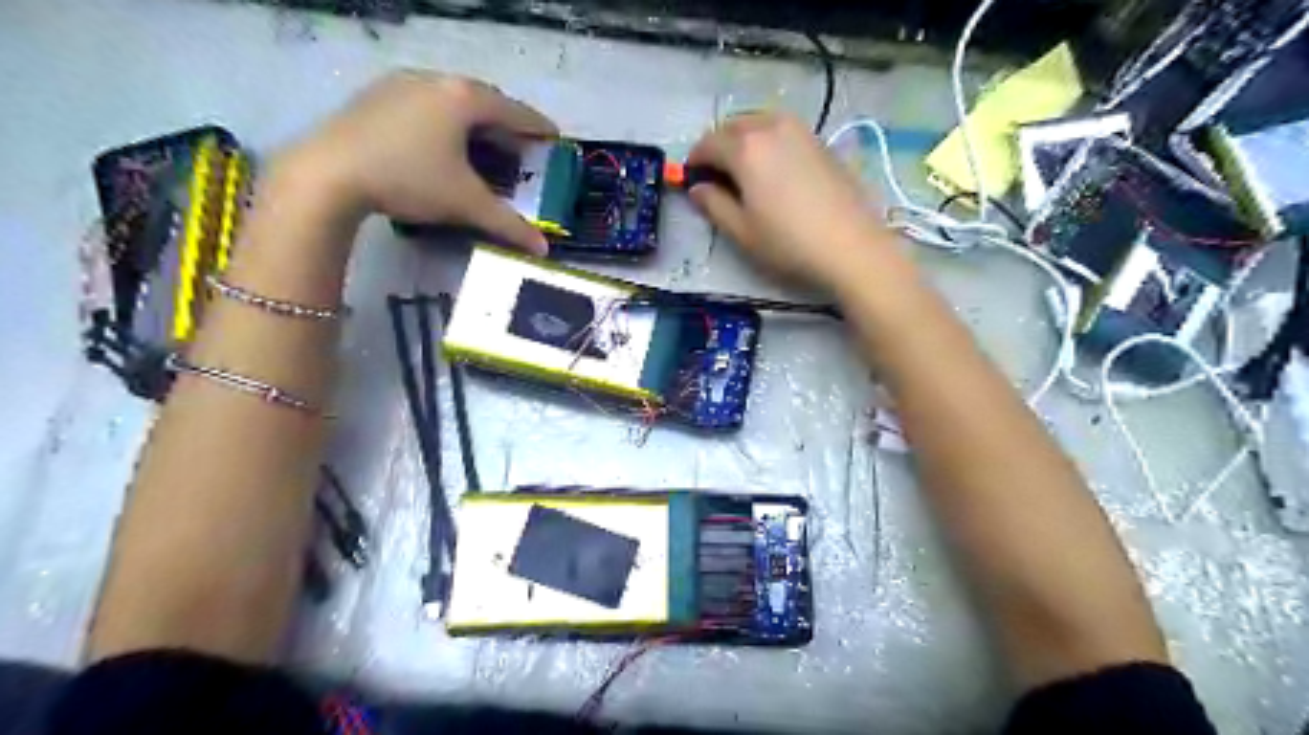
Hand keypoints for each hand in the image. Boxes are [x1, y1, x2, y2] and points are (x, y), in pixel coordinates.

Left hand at [285, 69, 554, 256]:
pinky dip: (445, 120)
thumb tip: (543, 250)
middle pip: (485, 100)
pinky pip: (426, 103)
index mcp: (464, 99)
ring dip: (474, 121)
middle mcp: (436, 81)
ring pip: (452, 100)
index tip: (555, 139)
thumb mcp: (465, 204)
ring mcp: (401, 84)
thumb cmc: (409, 180)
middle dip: (507, 124)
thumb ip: (509, 225)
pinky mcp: (376, 95)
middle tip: (520, 148)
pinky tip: (440, 144)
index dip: (539, 127)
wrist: (327, 174)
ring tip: (483, 146)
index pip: (515, 111)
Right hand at [687, 112, 888, 289]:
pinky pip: (782, 131)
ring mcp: (800, 131)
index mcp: (745, 148)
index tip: (691, 180)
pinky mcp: (821, 142)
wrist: (851, 246)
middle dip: (718, 147)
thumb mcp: (742, 232)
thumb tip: (697, 188)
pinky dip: (768, 143)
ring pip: (759, 124)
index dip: (694, 161)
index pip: (708, 143)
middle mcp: (771, 127)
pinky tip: (773, 172)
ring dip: (744, 141)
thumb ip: (713, 205)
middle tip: (715, 176)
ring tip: (743, 173)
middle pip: (733, 126)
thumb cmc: (788, 243)